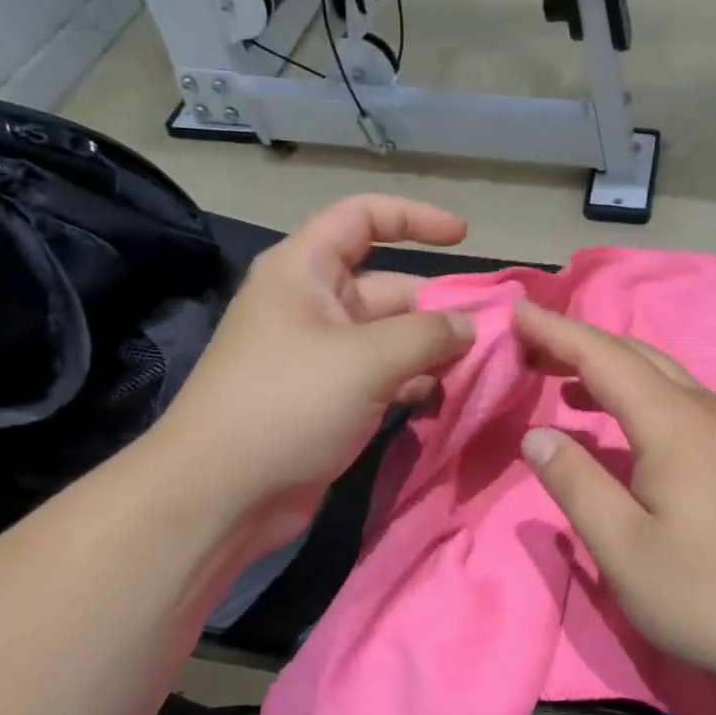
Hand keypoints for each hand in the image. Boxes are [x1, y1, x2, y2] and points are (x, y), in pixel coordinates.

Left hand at [156, 195, 473, 549]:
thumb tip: (470, 326)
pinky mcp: (332, 400)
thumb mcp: (365, 360)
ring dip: (435, 351)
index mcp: (305, 271)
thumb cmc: (287, 405)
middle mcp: (314, 306)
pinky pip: (386, 378)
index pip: (362, 218)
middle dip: (440, 306)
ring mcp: (324, 357)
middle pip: (390, 287)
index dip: (414, 218)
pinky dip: (416, 385)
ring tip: (481, 370)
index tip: (463, 237)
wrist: (221, 496)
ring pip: (393, 338)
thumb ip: (428, 334)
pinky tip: (447, 401)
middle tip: (494, 332)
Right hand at [514, 303, 715, 697]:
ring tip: (563, 383)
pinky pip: (680, 402)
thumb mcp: (623, 547)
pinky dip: (638, 396)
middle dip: (579, 345)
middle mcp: (706, 410)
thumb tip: (536, 435)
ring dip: (610, 371)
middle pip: (635, 356)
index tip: (516, 311)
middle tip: (530, 349)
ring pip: (662, 377)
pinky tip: (622, 427)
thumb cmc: (710, 594)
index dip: (556, 331)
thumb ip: (575, 483)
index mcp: (674, 422)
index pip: (603, 356)